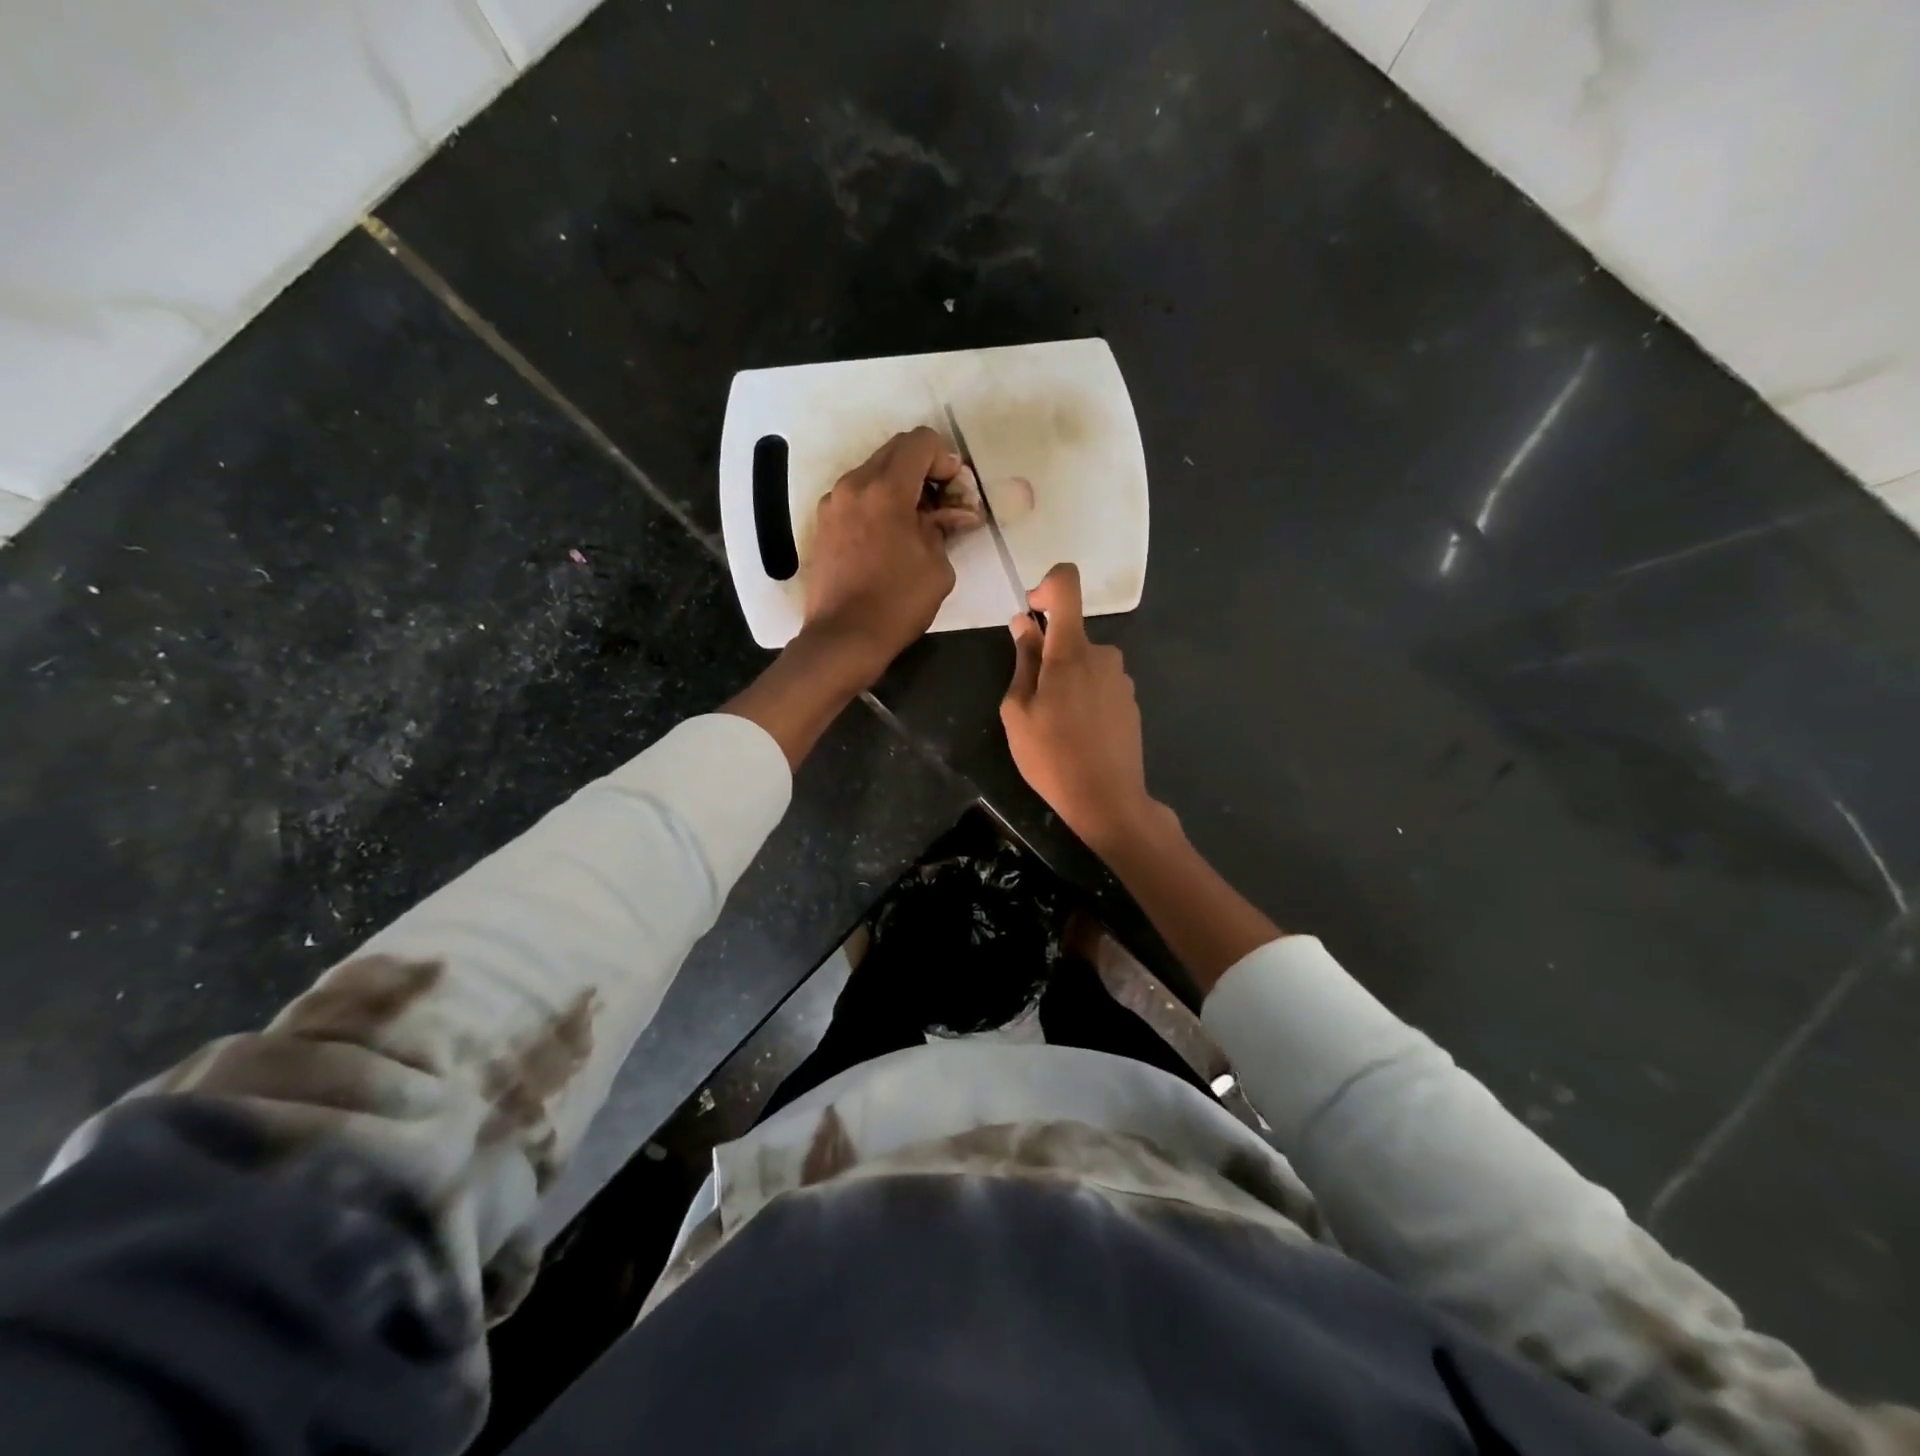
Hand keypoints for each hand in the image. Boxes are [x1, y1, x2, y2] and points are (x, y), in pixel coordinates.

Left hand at [803, 426, 980, 680]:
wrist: (843, 638)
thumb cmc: (897, 603)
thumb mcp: (937, 567)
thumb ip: (943, 528)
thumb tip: (951, 514)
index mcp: (886, 489)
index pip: (920, 442)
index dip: (945, 459)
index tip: (954, 491)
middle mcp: (854, 485)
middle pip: (895, 451)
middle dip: (924, 469)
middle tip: (942, 504)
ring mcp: (833, 504)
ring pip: (873, 472)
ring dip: (899, 486)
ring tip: (916, 523)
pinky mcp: (823, 524)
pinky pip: (857, 497)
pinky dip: (878, 503)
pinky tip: (890, 537)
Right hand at [1001, 563, 1171, 853]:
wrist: (1107, 800)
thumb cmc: (1051, 757)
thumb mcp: (1018, 711)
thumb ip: (1023, 661)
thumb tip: (1025, 624)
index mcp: (1071, 651)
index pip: (1067, 585)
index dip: (1046, 586)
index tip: (1031, 612)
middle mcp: (1103, 655)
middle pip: (1071, 635)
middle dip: (1048, 655)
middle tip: (1032, 701)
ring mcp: (1121, 679)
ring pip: (1084, 663)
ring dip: (1066, 680)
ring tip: (1055, 725)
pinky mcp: (1130, 701)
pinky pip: (1100, 684)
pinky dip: (1084, 697)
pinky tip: (1078, 735)